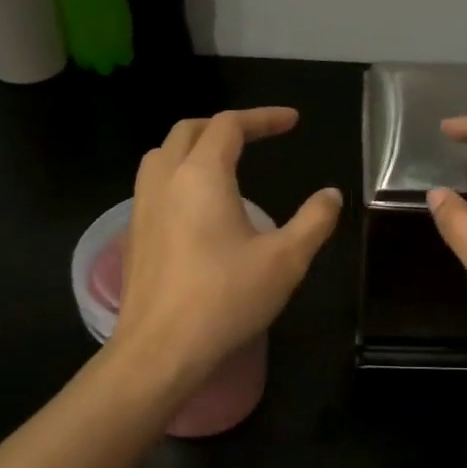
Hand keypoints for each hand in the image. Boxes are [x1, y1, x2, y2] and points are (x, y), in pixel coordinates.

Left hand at [114, 108, 341, 386]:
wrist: (161, 349)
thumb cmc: (226, 299)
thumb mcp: (286, 260)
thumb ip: (314, 221)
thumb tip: (331, 194)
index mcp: (202, 175)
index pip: (230, 125)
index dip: (263, 118)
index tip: (292, 122)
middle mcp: (166, 180)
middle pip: (189, 130)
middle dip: (225, 126)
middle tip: (257, 137)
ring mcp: (142, 207)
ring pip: (163, 154)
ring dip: (194, 146)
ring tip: (224, 164)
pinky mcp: (134, 234)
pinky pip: (154, 185)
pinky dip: (178, 175)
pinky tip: (198, 208)